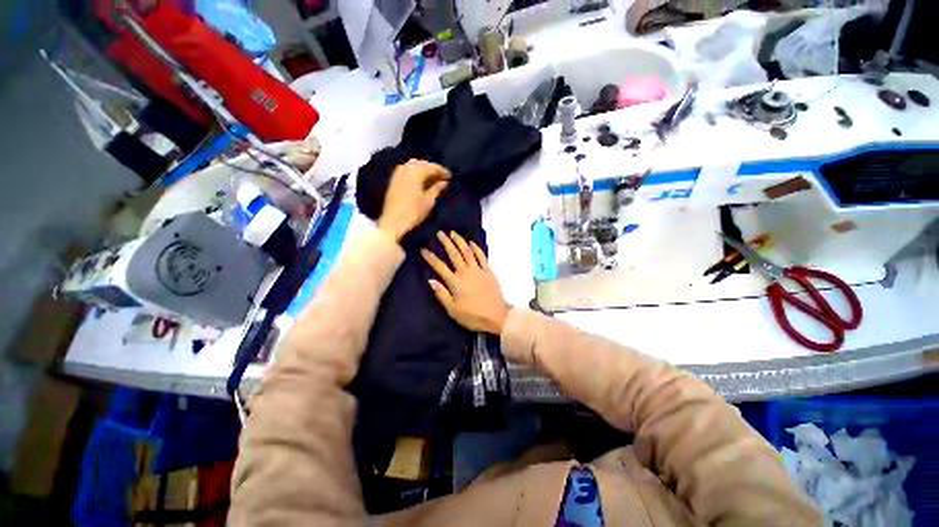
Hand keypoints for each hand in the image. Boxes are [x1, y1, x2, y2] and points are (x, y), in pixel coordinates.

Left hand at [378, 159, 450, 240]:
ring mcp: (398, 173)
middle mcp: (406, 168)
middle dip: (433, 170)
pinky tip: (421, 182)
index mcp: (416, 171)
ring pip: (414, 166)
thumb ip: (437, 188)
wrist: (392, 221)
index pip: (432, 166)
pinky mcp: (393, 180)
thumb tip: (444, 182)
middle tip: (442, 178)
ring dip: (424, 171)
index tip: (451, 177)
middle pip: (422, 164)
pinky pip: (407, 171)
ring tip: (433, 180)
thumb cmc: (413, 211)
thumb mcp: (429, 200)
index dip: (443, 171)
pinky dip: (416, 174)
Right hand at [421, 231, 510, 334]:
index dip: (431, 257)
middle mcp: (466, 272)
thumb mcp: (453, 310)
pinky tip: (471, 243)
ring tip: (453, 233)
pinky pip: (481, 257)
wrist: (497, 316)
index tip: (423, 249)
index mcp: (455, 282)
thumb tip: (431, 280)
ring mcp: (478, 270)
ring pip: (467, 252)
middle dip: (446, 242)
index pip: (440, 267)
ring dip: (460, 241)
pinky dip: (476, 248)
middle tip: (440, 233)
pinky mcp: (488, 271)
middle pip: (454, 254)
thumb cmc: (473, 316)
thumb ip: (441, 294)